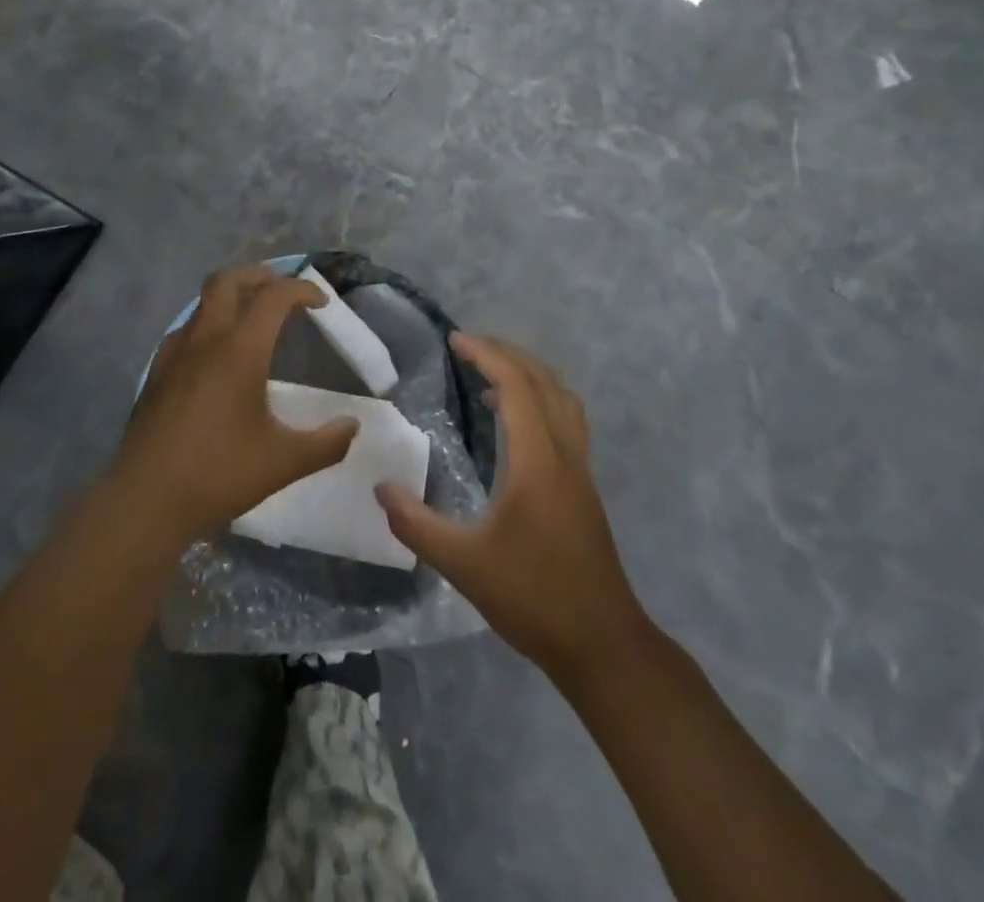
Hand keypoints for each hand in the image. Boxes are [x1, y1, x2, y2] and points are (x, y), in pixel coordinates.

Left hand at [111, 265, 359, 548]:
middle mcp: (205, 340)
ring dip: (230, 298)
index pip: (274, 297)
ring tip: (251, 318)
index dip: (302, 290)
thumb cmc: (219, 474)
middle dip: (258, 276)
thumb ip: (326, 443)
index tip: (321, 304)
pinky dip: (206, 325)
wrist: (145, 501)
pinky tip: (215, 355)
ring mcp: (174, 354)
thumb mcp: (284, 462)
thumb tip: (352, 427)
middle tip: (281, 290)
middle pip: (228, 281)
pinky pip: (184, 330)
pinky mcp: (155, 373)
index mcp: (240, 350)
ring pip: (202, 303)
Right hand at [376, 334, 647, 683]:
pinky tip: (516, 427)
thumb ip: (417, 525)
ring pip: (562, 399)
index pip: (516, 386)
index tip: (456, 339)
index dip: (487, 355)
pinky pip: (567, 421)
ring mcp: (581, 470)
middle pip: (543, 381)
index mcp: (538, 461)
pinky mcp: (585, 488)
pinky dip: (542, 402)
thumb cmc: (533, 598)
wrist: (602, 643)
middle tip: (469, 348)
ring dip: (529, 376)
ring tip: (490, 379)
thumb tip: (381, 489)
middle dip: (507, 355)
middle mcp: (565, 454)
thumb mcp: (463, 565)